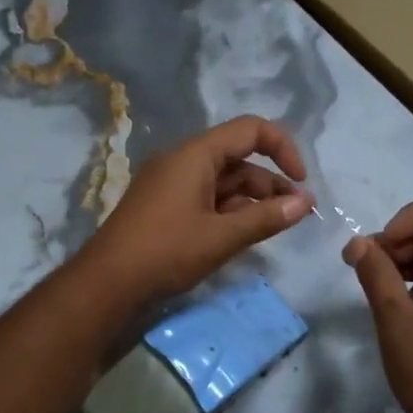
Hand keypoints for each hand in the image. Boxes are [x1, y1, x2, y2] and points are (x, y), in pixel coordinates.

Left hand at [80, 116, 312, 307]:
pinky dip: (230, 210)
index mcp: (195, 154)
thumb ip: (266, 217)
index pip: (250, 130)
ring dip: (253, 199)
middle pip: (238, 158)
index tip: (302, 181)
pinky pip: (207, 197)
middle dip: (271, 182)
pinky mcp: (165, 206)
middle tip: (298, 213)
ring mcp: (171, 183)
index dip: (283, 148)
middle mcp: (183, 160)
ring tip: (278, 225)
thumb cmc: (166, 251)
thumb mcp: (222, 236)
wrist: (106, 283)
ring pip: (224, 181)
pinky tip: (245, 233)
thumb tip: (305, 203)